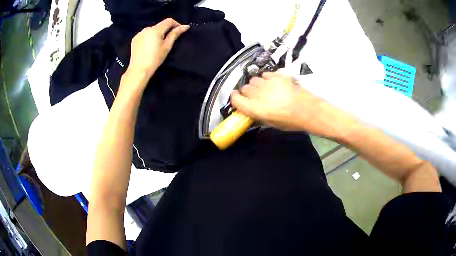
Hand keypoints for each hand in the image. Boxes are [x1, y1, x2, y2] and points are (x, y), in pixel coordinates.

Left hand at [127, 18, 189, 78]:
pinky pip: (145, 34)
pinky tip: (149, 46)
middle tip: (169, 40)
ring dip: (157, 33)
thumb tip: (185, 26)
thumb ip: (175, 34)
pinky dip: (149, 37)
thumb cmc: (155, 59)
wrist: (139, 70)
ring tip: (158, 44)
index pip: (168, 21)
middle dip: (166, 30)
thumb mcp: (167, 46)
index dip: (176, 24)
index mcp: (155, 30)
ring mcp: (139, 34)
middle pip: (160, 25)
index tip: (180, 31)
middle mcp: (146, 29)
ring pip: (152, 30)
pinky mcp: (134, 39)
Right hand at [230, 72, 353, 137]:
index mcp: (256, 109)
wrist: (308, 109)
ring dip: (256, 86)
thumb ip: (258, 115)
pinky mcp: (276, 76)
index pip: (236, 99)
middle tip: (255, 97)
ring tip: (264, 90)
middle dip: (247, 93)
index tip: (237, 99)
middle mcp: (259, 94)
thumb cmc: (291, 121)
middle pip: (244, 88)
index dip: (235, 99)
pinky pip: (264, 75)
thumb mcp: (271, 123)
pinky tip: (271, 84)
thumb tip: (250, 110)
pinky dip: (265, 79)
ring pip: (253, 80)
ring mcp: (268, 83)